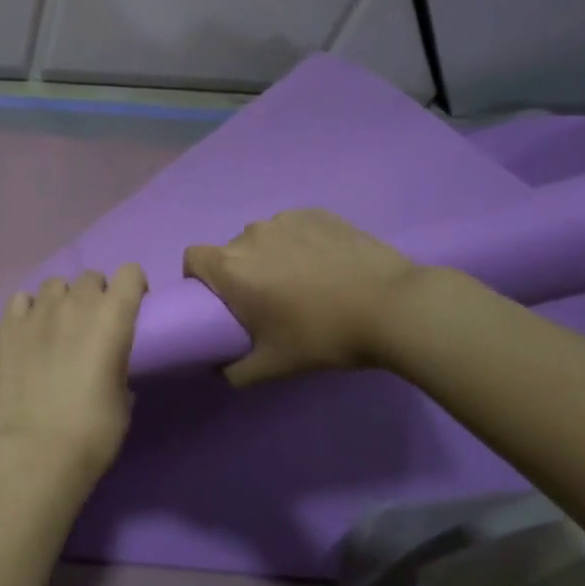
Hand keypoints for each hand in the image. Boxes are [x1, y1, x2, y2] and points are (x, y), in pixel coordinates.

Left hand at [0, 264, 146, 480]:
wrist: (36, 451)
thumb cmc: (94, 431)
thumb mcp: (123, 397)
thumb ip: (118, 365)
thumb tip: (107, 364)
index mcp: (113, 316)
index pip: (130, 272)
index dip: (134, 287)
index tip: (132, 308)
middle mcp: (75, 303)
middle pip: (91, 277)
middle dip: (97, 295)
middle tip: (94, 325)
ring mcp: (36, 312)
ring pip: (55, 284)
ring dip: (63, 299)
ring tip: (59, 327)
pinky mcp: (6, 326)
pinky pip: (21, 299)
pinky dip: (29, 309)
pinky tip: (30, 332)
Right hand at [183, 210, 421, 384]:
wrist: (393, 307)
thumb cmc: (323, 336)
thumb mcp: (274, 366)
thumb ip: (235, 372)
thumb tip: (220, 370)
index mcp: (231, 268)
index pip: (192, 258)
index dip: (199, 278)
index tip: (221, 300)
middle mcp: (251, 236)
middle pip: (231, 251)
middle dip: (242, 272)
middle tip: (269, 300)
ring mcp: (286, 220)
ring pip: (264, 238)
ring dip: (272, 256)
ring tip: (304, 281)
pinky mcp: (318, 213)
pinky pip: (294, 227)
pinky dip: (300, 243)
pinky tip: (327, 264)